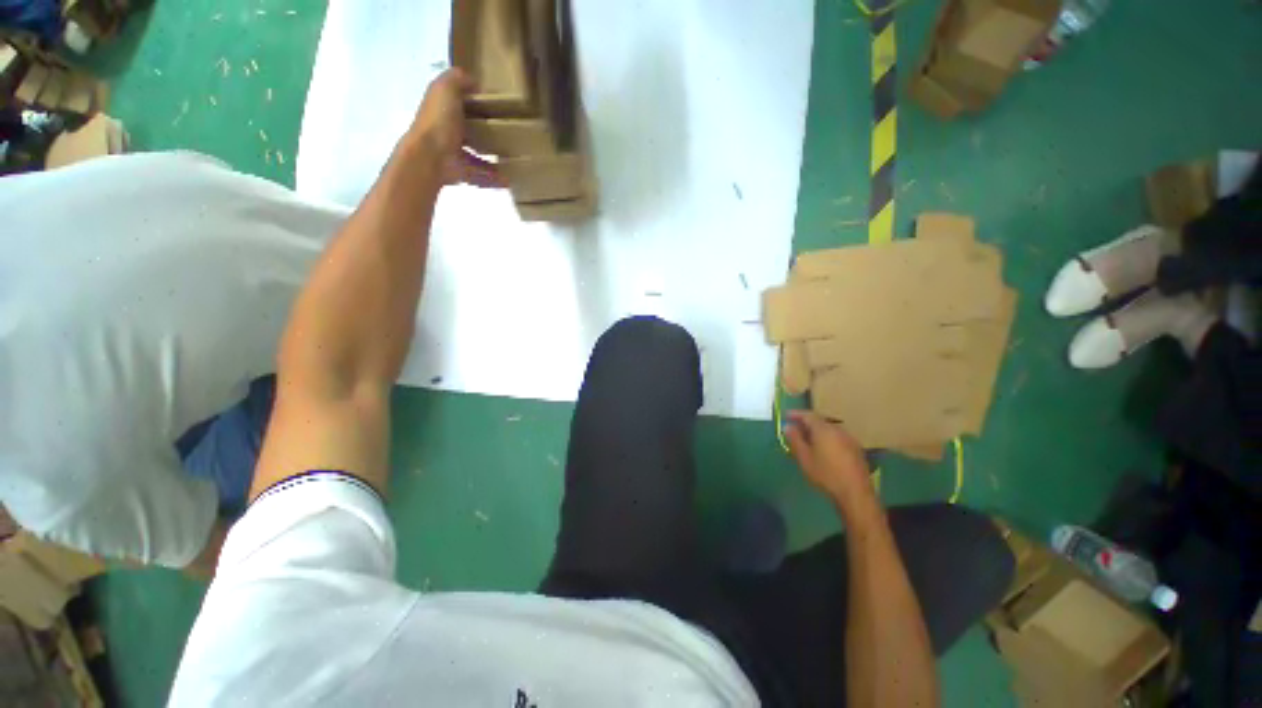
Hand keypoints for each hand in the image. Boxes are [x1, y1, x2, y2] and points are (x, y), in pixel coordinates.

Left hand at [409, 68, 500, 187]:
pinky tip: (508, 180)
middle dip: (483, 133)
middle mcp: (446, 130)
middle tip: (505, 135)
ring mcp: (453, 153)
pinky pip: (480, 175)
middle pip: (467, 130)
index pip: (457, 102)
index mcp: (442, 109)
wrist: (431, 156)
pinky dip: (494, 179)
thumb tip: (474, 81)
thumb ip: (458, 79)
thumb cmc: (439, 120)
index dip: (472, 102)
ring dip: (491, 160)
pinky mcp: (461, 171)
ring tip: (510, 160)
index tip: (493, 105)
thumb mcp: (446, 88)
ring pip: (475, 155)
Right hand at [785, 411, 875, 510]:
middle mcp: (838, 430)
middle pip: (820, 421)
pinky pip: (837, 437)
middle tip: (795, 429)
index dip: (796, 414)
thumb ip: (795, 439)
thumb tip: (788, 426)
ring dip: (817, 431)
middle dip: (806, 423)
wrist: (855, 492)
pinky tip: (823, 449)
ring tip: (808, 440)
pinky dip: (827, 438)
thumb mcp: (804, 457)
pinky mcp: (856, 449)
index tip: (786, 415)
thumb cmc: (825, 474)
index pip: (808, 415)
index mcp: (824, 429)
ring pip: (829, 429)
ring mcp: (849, 439)